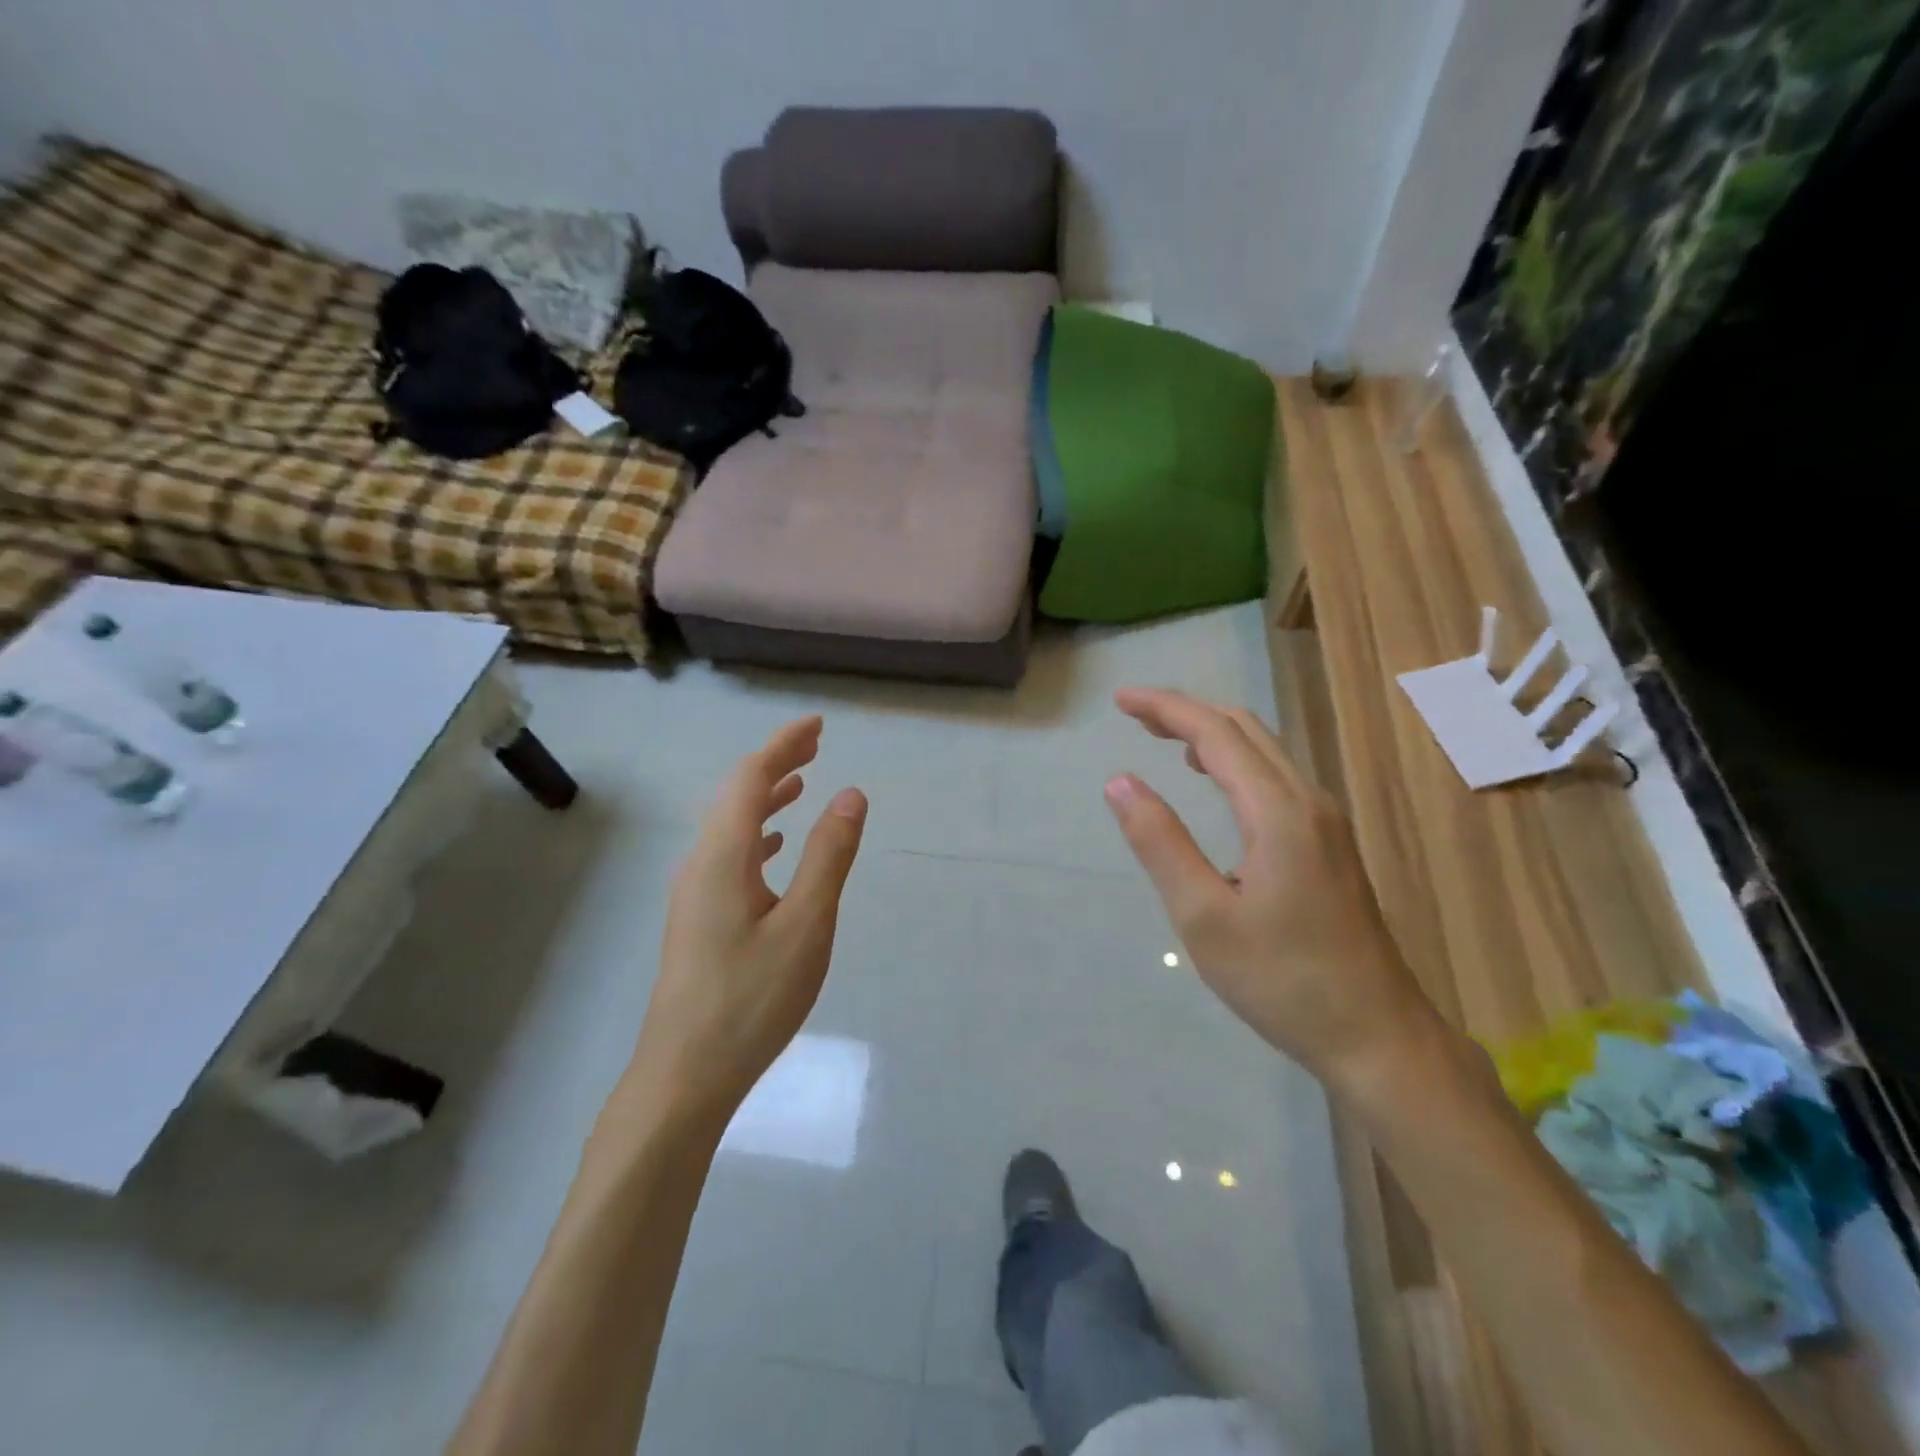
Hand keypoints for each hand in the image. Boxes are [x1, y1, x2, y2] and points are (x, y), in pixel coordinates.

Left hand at [625, 716, 867, 1126]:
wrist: (685, 1074)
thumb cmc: (751, 999)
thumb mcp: (806, 924)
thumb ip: (829, 856)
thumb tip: (851, 794)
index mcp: (723, 856)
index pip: (751, 779)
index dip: (783, 745)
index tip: (817, 725)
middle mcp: (701, 864)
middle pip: (737, 795)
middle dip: (775, 764)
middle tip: (815, 745)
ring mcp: (695, 893)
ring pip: (731, 826)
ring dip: (766, 799)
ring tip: (801, 783)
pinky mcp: (699, 919)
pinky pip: (730, 855)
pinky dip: (757, 835)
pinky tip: (775, 848)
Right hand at [1105, 688, 1439, 1089]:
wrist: (1377, 1037)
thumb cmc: (1282, 981)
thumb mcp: (1203, 917)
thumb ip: (1160, 843)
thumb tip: (1120, 782)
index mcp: (1278, 812)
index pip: (1215, 733)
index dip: (1165, 708)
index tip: (1120, 699)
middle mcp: (1309, 802)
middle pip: (1244, 729)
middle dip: (1187, 712)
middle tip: (1134, 715)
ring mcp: (1327, 823)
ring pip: (1265, 751)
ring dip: (1212, 733)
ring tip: (1164, 737)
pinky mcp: (1330, 845)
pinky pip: (1277, 777)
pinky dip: (1235, 760)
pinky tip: (1214, 781)